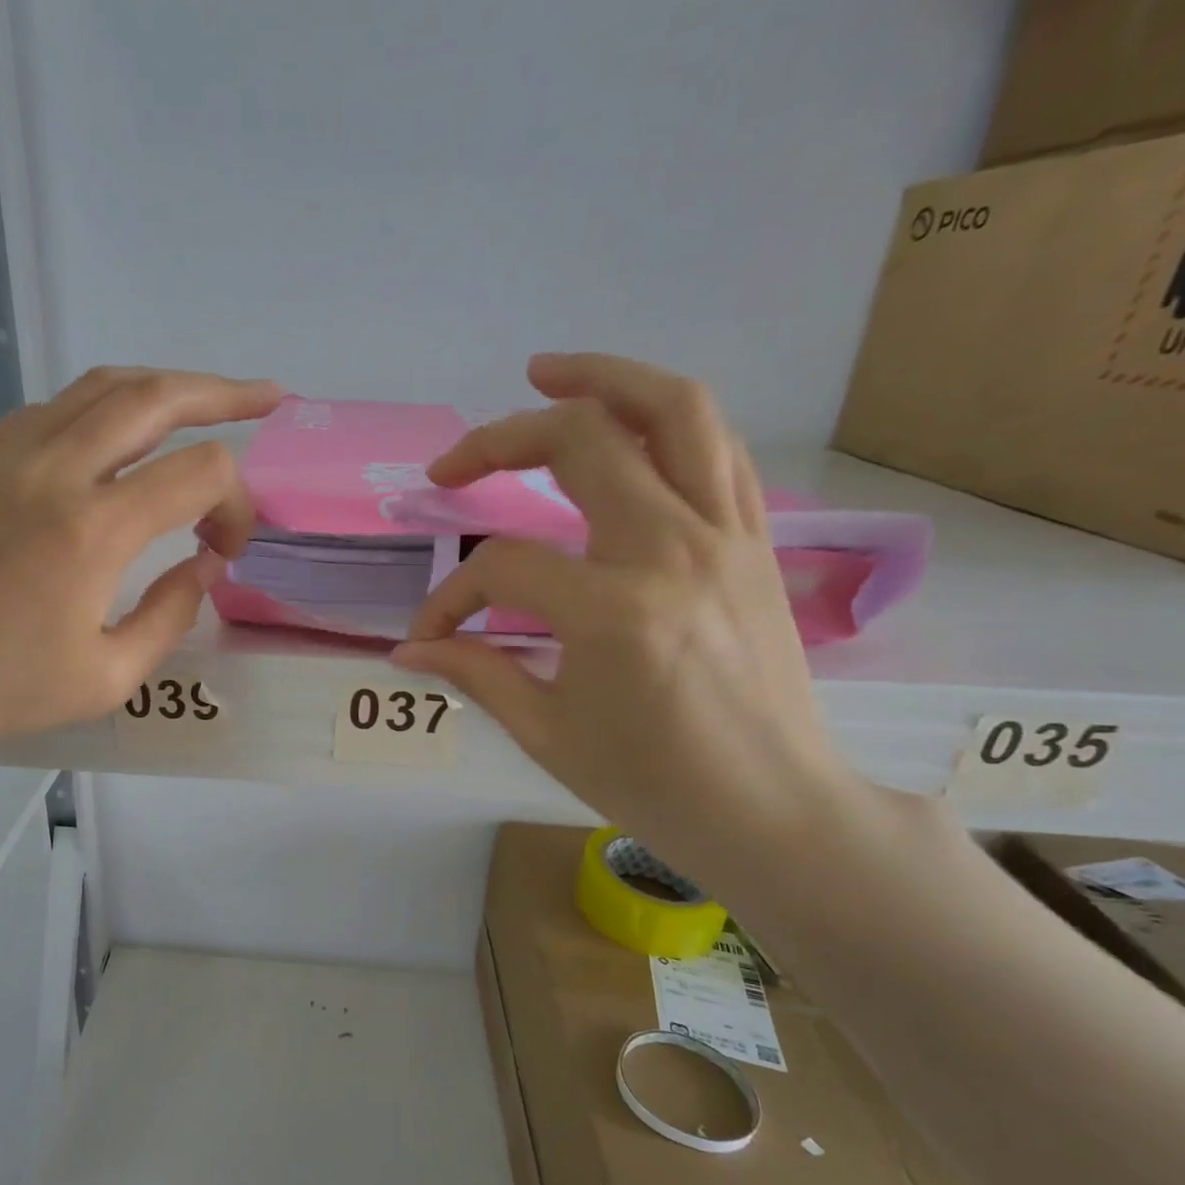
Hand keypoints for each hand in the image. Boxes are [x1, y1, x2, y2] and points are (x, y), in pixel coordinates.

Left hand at [0, 366, 281, 861]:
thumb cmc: (5, 690)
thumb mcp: (111, 676)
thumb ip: (172, 613)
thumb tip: (202, 563)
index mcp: (93, 530)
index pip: (200, 473)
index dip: (236, 503)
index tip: (227, 548)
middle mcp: (52, 471)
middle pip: (155, 398)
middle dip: (222, 393)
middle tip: (265, 396)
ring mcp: (3, 456)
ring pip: (99, 388)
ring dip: (160, 389)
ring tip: (198, 401)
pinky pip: (48, 411)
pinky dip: (97, 411)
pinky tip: (113, 438)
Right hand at [393, 353, 860, 889]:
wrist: (774, 810)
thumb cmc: (653, 784)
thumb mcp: (547, 732)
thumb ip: (475, 670)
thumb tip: (409, 648)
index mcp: (613, 611)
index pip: (501, 567)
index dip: (450, 597)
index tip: (431, 633)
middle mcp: (673, 551)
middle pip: (580, 443)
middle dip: (499, 442)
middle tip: (453, 464)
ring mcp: (727, 536)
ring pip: (673, 410)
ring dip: (603, 378)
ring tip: (547, 373)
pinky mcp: (757, 541)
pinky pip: (717, 448)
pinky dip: (667, 418)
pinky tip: (626, 423)